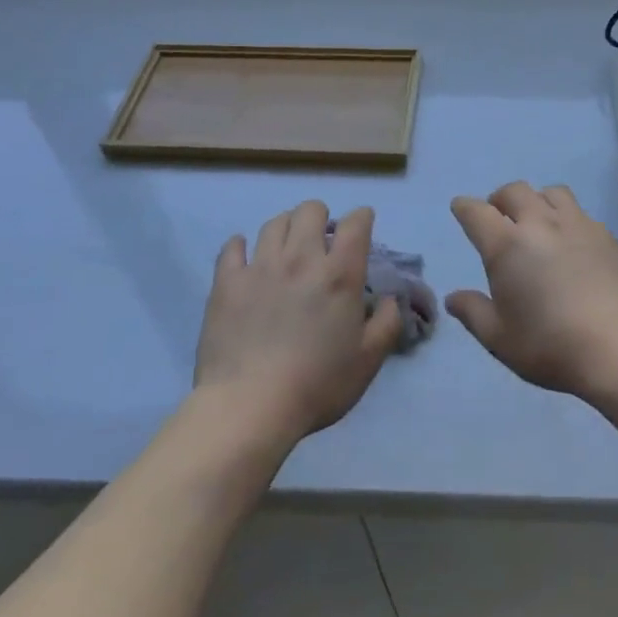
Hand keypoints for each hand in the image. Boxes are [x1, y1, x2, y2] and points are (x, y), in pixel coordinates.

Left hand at [194, 201, 404, 441]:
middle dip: (320, 217)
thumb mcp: (368, 361)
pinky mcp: (227, 282)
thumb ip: (387, 323)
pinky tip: (245, 258)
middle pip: (310, 210)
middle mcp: (301, 258)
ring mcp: (260, 267)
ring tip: (287, 248)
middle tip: (321, 241)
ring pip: (274, 223)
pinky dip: (241, 246)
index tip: (362, 227)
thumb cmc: (317, 385)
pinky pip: (232, 246)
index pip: (356, 223)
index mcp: (340, 274)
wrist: (249, 406)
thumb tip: (390, 299)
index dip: (362, 218)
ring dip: (286, 228)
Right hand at [447, 182, 617, 395]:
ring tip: (538, 222)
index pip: (477, 212)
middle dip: (500, 199)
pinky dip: (567, 219)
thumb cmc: (549, 345)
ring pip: (552, 193)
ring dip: (537, 201)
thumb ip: (472, 312)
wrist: (617, 347)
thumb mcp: (498, 338)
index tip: (461, 209)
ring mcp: (578, 225)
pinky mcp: (606, 236)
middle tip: (499, 217)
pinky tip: (572, 243)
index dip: (465, 207)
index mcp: (507, 245)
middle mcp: (540, 223)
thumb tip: (453, 297)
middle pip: (515, 191)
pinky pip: (581, 213)